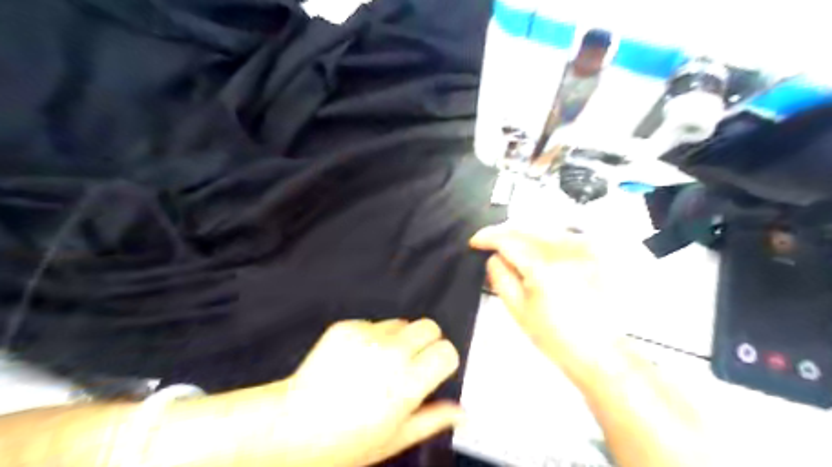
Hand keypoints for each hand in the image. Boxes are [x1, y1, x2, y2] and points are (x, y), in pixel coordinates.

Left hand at [279, 319, 461, 464]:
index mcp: (408, 383)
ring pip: (401, 323)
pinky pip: (372, 323)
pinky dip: (371, 337)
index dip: (443, 359)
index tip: (436, 368)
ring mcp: (367, 336)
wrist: (292, 426)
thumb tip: (461, 412)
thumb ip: (433, 419)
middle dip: (427, 342)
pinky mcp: (346, 327)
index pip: (446, 350)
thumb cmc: (343, 441)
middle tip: (411, 362)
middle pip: (429, 326)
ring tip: (379, 363)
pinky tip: (357, 359)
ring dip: (398, 339)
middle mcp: (391, 354)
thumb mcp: (395, 437)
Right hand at [468, 225, 615, 364]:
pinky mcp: (592, 251)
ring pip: (542, 227)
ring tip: (508, 246)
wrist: (598, 349)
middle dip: (503, 232)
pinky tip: (533, 249)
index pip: (508, 239)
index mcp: (543, 267)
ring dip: (521, 233)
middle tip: (488, 243)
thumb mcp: (517, 309)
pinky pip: (559, 234)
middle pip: (525, 227)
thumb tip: (492, 255)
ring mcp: (582, 248)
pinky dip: (541, 238)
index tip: (475, 241)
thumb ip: (500, 276)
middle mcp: (565, 250)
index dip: (487, 237)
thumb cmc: (555, 336)